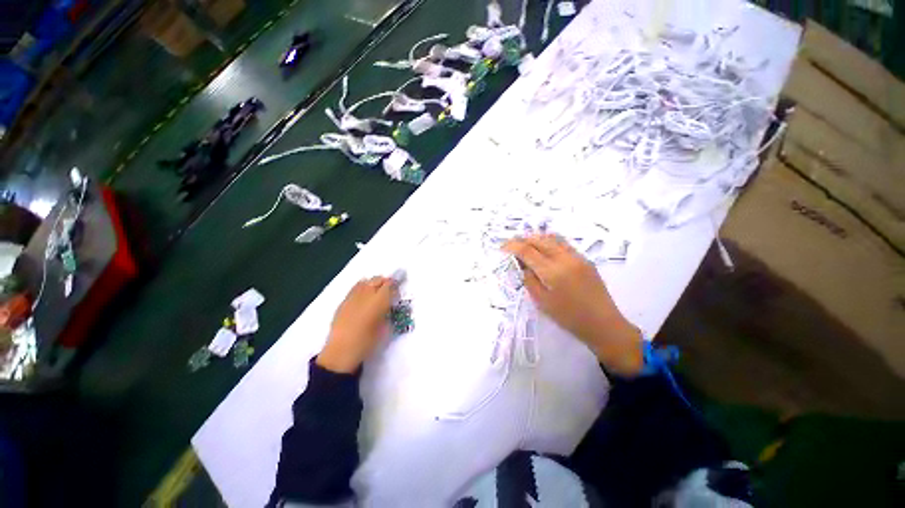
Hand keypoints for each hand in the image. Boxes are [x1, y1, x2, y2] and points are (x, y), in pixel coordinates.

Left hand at [317, 276, 397, 373]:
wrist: (341, 352)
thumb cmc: (367, 342)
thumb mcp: (385, 328)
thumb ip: (388, 313)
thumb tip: (389, 306)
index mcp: (378, 301)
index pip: (389, 285)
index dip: (395, 285)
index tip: (397, 290)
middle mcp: (365, 295)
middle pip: (377, 280)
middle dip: (385, 282)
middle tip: (389, 289)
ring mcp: (352, 297)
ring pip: (365, 282)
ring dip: (373, 283)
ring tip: (376, 291)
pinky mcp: (343, 302)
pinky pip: (355, 288)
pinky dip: (362, 288)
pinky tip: (364, 296)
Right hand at [503, 234, 642, 375]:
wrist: (604, 324)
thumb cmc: (569, 318)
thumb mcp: (542, 302)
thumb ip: (529, 280)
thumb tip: (523, 265)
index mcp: (552, 272)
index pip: (527, 251)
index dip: (512, 246)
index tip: (502, 247)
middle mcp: (565, 259)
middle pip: (539, 239)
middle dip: (523, 239)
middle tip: (512, 246)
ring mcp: (577, 257)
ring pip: (553, 238)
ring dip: (536, 238)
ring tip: (526, 245)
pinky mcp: (585, 259)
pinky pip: (563, 244)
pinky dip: (549, 242)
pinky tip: (544, 250)